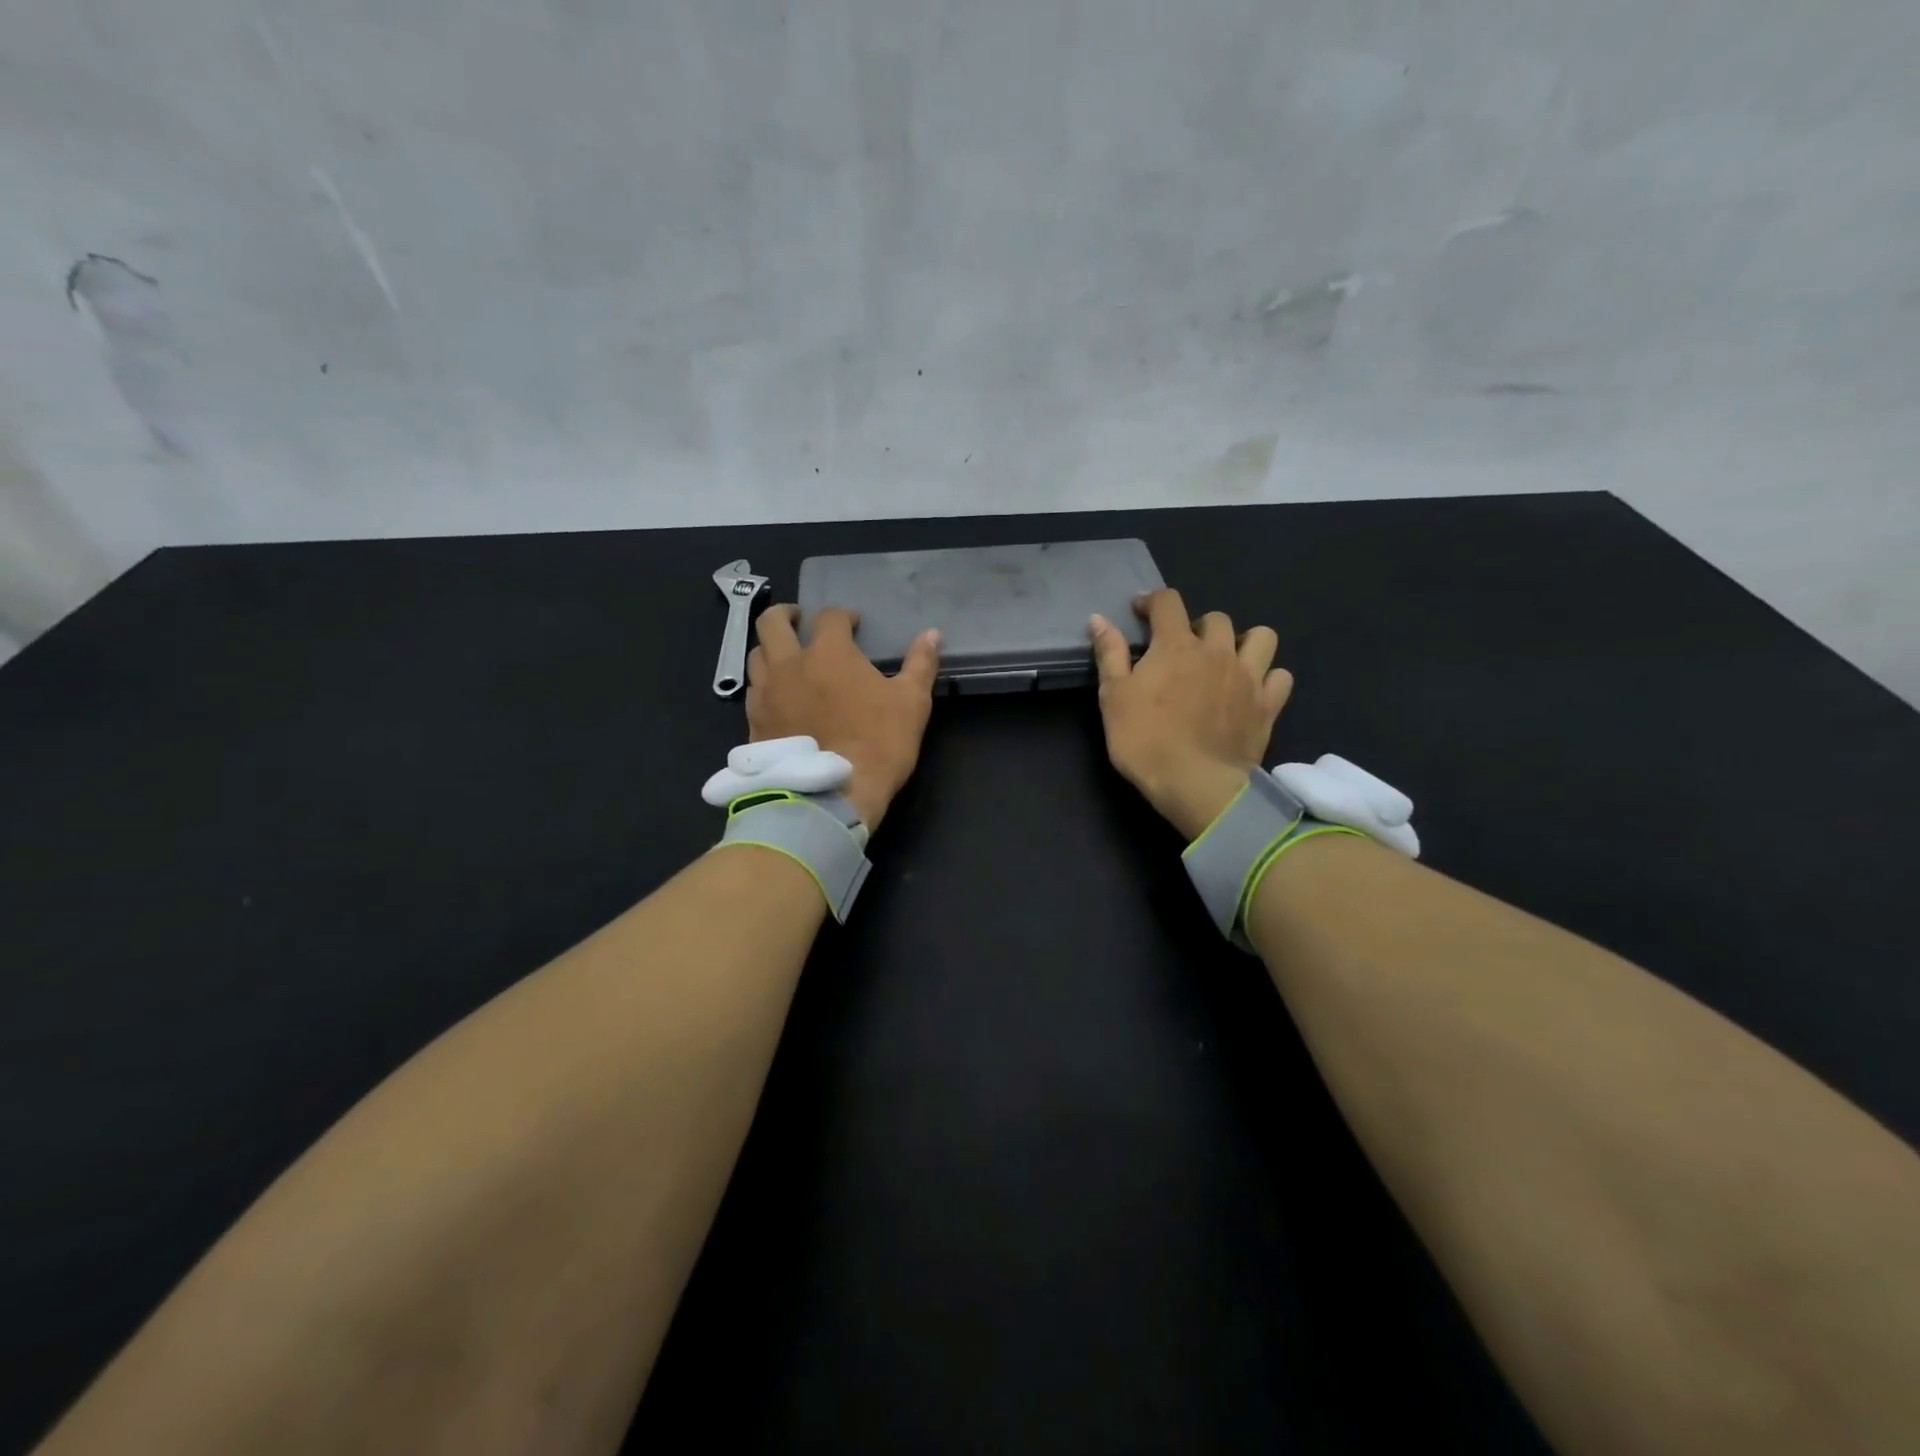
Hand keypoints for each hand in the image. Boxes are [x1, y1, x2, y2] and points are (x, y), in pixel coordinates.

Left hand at [746, 605, 940, 830]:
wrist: (831, 793)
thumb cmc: (878, 742)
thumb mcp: (912, 702)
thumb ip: (920, 664)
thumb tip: (932, 634)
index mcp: (828, 652)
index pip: (830, 617)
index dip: (843, 616)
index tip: (853, 624)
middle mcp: (789, 664)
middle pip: (772, 622)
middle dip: (786, 615)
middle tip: (800, 621)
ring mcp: (765, 693)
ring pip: (756, 655)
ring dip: (771, 649)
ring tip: (786, 659)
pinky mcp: (753, 722)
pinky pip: (752, 692)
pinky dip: (764, 685)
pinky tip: (778, 698)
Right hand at [1090, 588, 1293, 840]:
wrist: (1195, 784)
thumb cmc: (1145, 740)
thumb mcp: (1113, 697)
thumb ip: (1109, 654)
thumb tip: (1099, 618)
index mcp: (1176, 645)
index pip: (1168, 602)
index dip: (1153, 601)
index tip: (1141, 612)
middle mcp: (1217, 651)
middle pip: (1216, 618)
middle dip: (1197, 626)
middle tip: (1182, 649)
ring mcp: (1248, 677)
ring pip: (1261, 637)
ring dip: (1244, 642)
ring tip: (1227, 660)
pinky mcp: (1268, 705)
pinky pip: (1281, 677)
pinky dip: (1268, 677)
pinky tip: (1253, 689)